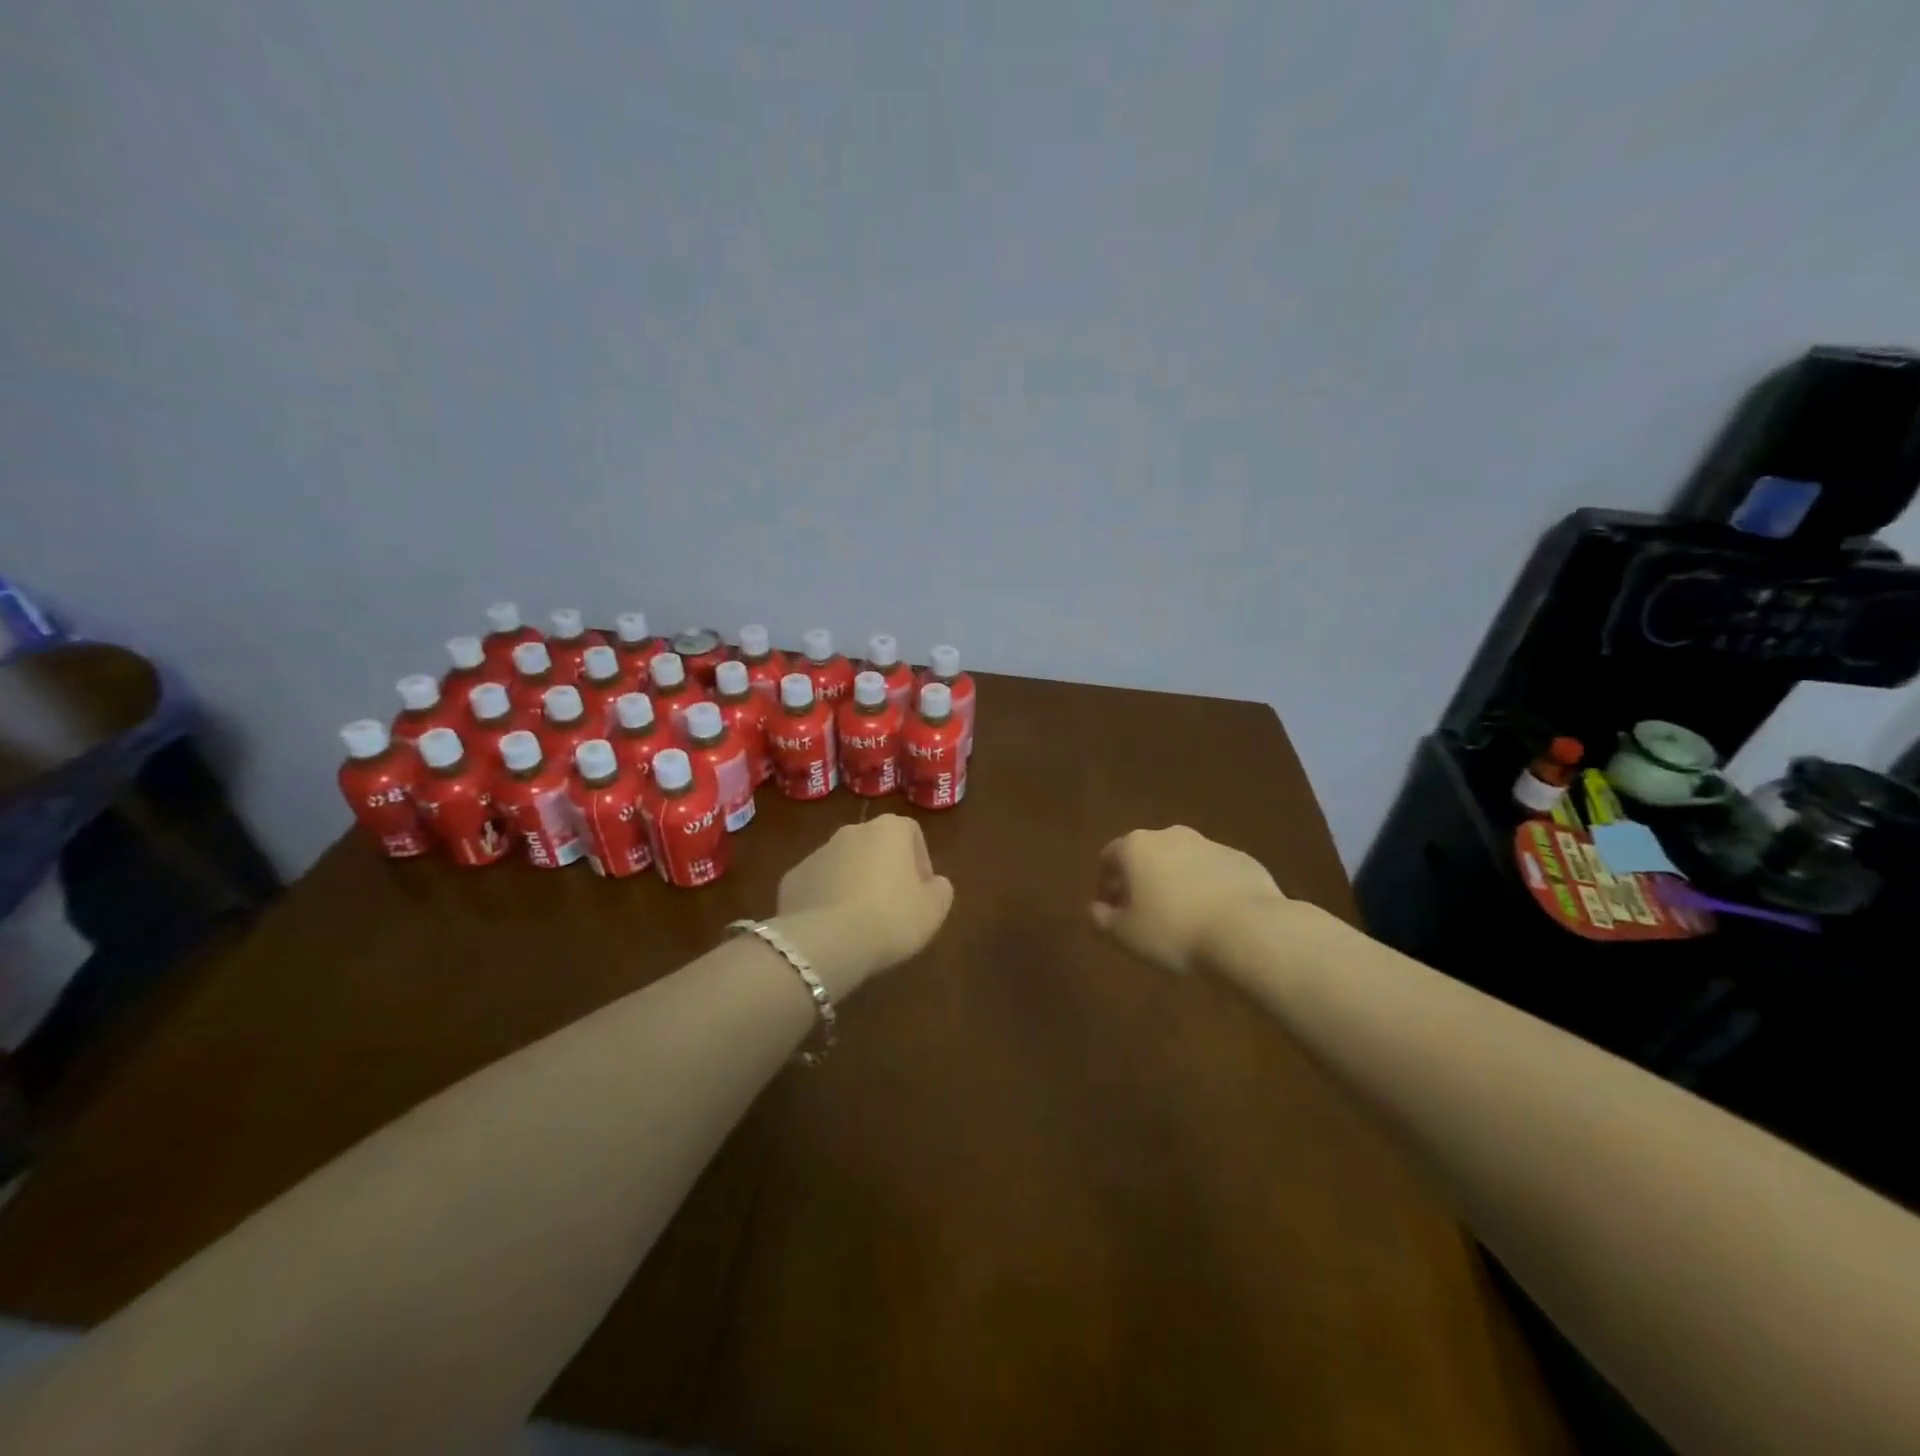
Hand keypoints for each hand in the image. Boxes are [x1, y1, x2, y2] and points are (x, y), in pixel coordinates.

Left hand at [772, 815, 955, 995]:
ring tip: (861, 922)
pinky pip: (817, 885)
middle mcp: (851, 831)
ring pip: (844, 864)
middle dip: (884, 870)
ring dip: (854, 883)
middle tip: (893, 906)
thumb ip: (940, 889)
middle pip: (875, 845)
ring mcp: (817, 853)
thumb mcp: (934, 909)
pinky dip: (826, 899)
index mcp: (888, 829)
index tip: (921, 891)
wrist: (827, 941)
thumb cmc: (891, 917)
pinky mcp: (792, 878)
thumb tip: (933, 883)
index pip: (911, 832)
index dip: (920, 861)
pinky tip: (833, 928)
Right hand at [1089, 825, 1287, 974]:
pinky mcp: (1243, 860)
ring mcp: (1210, 844)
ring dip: (1176, 883)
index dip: (1105, 883)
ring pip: (1182, 862)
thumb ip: (1101, 920)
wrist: (1248, 932)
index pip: (1109, 857)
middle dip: (1141, 881)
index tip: (1110, 910)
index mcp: (1136, 847)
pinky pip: (1214, 874)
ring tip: (1182, 920)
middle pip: (1146, 855)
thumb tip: (1095, 909)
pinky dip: (1207, 889)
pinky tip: (1214, 919)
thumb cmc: (1173, 932)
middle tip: (1144, 915)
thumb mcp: (1125, 935)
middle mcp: (1171, 835)